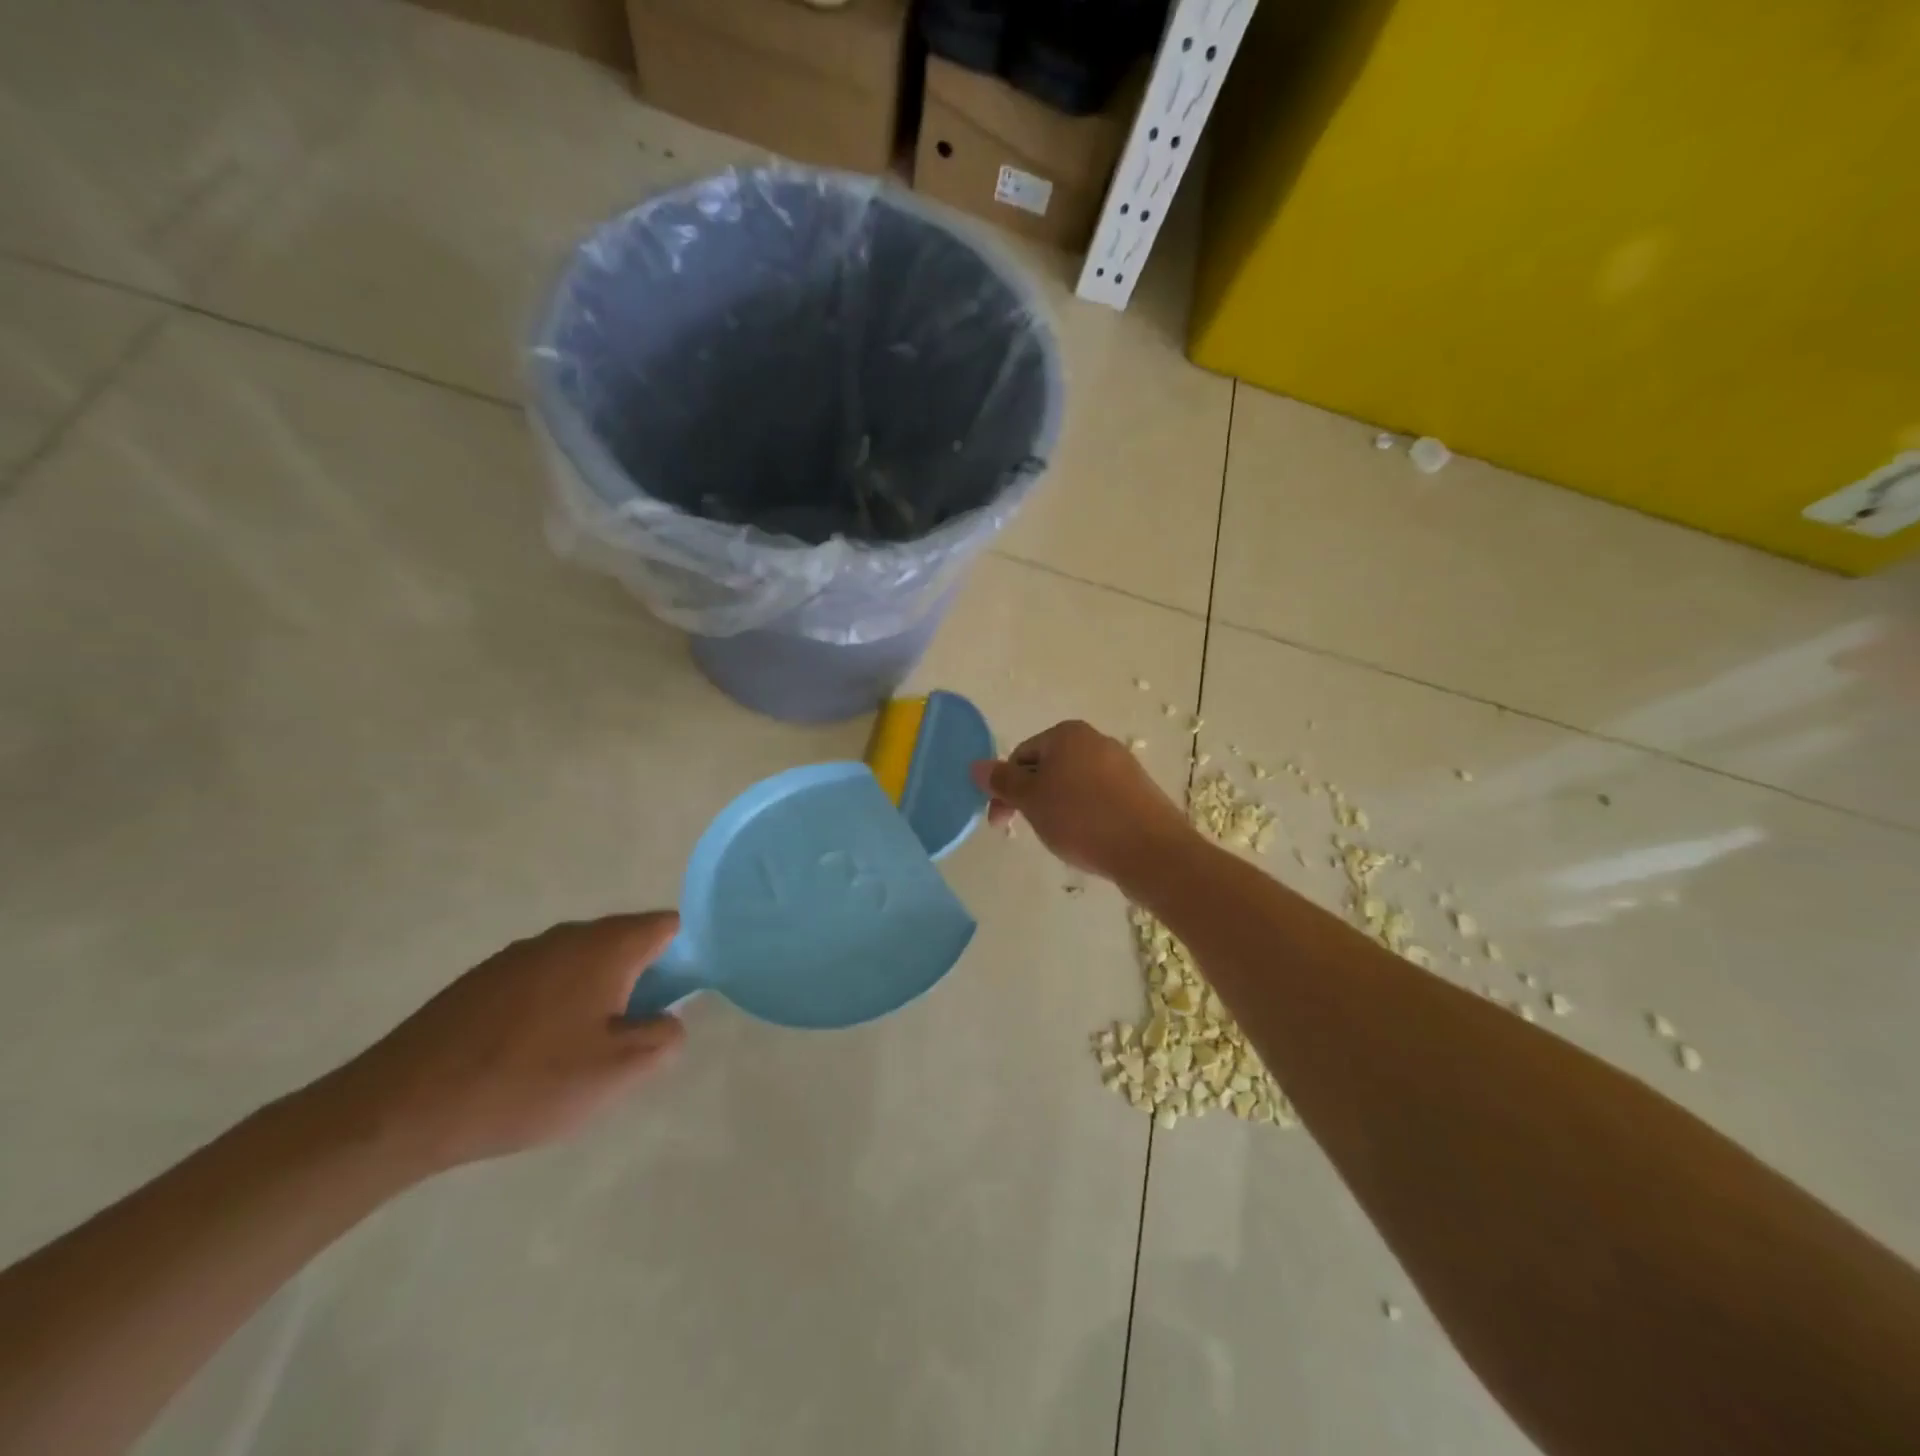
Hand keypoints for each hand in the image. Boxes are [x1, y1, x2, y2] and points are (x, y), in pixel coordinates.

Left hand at [316, 913, 686, 1176]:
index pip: (668, 926)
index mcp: (605, 946)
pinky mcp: (484, 979)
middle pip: (626, 942)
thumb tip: (670, 1020)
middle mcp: (566, 936)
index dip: (687, 956)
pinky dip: (557, 1003)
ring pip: (583, 962)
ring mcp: (520, 954)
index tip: (681, 1000)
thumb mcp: (615, 1072)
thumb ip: (663, 1039)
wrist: (401, 1107)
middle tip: (635, 1035)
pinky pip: (544, 979)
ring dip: (598, 994)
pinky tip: (535, 1052)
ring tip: (583, 1050)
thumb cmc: (525, 1082)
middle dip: (643, 981)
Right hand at [972, 720, 1194, 883]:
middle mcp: (1096, 740)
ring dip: (1057, 808)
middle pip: (1047, 768)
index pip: (1021, 755)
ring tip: (1062, 838)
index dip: (1006, 788)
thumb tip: (976, 765)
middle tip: (1029, 831)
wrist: (1150, 850)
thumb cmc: (1081, 818)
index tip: (1001, 822)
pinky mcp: (1138, 790)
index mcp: (1067, 734)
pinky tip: (1088, 838)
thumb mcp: (1031, 800)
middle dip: (1032, 798)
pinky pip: (1098, 798)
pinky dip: (1085, 815)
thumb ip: (1002, 781)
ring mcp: (1121, 765)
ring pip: (1073, 784)